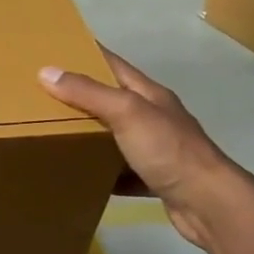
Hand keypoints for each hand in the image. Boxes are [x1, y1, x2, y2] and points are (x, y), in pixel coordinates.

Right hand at [38, 48, 252, 248]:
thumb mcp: (126, 113)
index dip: (88, 54)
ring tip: (54, 135)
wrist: (209, 204)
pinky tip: (82, 176)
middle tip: (44, 97)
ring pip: (116, 136)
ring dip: (90, 135)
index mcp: (149, 95)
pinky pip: (122, 171)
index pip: (114, 64)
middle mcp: (155, 117)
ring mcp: (157, 149)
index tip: (57, 49)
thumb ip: (88, 93)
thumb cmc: (169, 150)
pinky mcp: (155, 179)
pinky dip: (102, 172)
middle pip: (113, 100)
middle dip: (81, 97)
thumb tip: (46, 71)